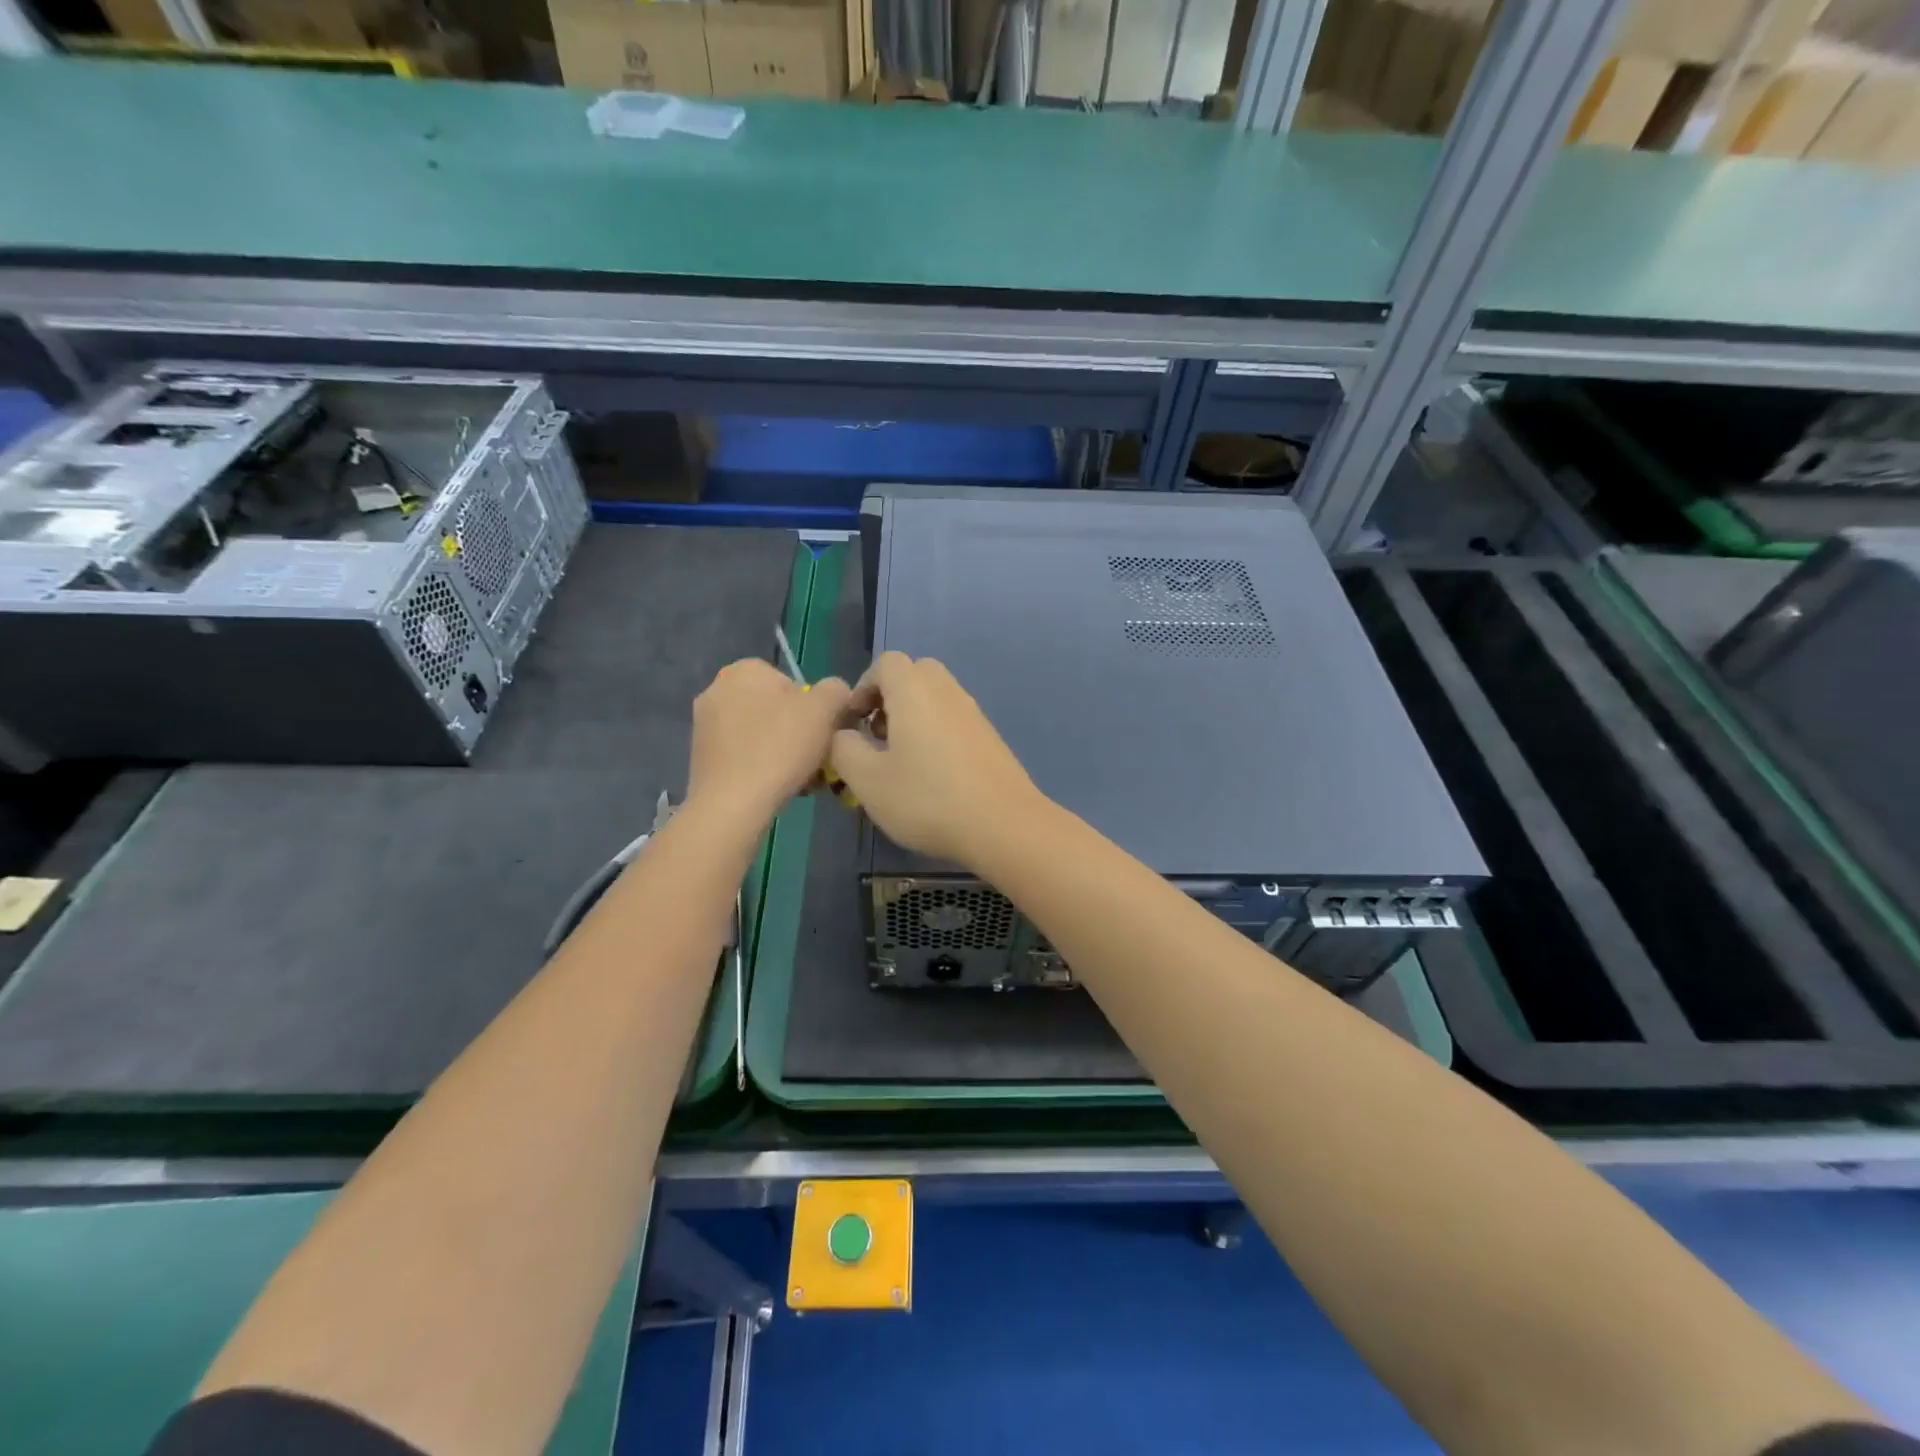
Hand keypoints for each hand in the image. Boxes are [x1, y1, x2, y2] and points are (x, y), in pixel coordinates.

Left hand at [686, 659, 852, 831]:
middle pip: (775, 708)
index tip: (822, 734)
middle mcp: (717, 688)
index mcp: (745, 669)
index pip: (793, 682)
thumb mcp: (825, 709)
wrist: (732, 804)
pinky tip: (775, 786)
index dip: (815, 709)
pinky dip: (760, 765)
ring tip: (800, 778)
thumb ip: (836, 690)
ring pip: (760, 733)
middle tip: (814, 758)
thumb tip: (835, 693)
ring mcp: (704, 723)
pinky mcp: (700, 755)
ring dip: (781, 750)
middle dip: (797, 731)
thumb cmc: (780, 748)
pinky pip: (742, 754)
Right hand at [830, 652, 1043, 867]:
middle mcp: (947, 691)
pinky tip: (932, 776)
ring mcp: (974, 713)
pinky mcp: (990, 738)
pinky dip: (936, 733)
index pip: (886, 663)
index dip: (863, 687)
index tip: (854, 723)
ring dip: (912, 718)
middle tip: (876, 736)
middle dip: (889, 698)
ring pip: (936, 698)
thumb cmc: (928, 799)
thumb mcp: (867, 780)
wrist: (1004, 825)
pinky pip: (954, 720)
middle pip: (914, 675)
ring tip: (900, 760)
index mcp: (914, 690)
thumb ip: (844, 749)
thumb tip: (844, 735)